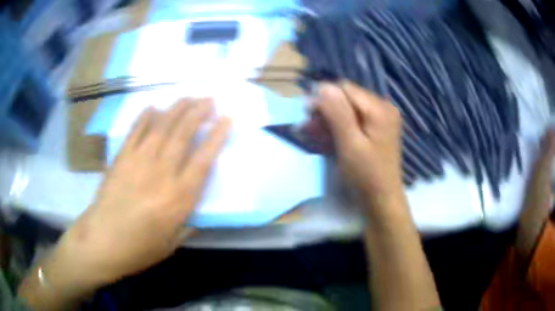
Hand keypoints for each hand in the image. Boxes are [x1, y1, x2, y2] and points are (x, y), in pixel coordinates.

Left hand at [52, 98, 230, 287]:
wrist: (101, 242)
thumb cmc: (138, 249)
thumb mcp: (171, 245)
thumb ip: (187, 226)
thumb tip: (195, 212)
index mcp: (178, 198)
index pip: (203, 159)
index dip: (217, 136)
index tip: (227, 119)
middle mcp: (161, 174)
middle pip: (183, 135)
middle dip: (199, 113)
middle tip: (210, 99)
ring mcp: (138, 162)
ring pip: (161, 127)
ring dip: (177, 109)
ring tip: (189, 97)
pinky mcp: (121, 159)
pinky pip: (135, 132)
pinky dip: (144, 117)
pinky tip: (153, 107)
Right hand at [315, 81, 403, 207]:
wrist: (382, 199)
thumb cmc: (366, 174)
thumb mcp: (350, 143)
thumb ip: (337, 113)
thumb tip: (323, 86)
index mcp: (379, 108)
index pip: (345, 89)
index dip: (324, 98)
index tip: (308, 115)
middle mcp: (382, 108)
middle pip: (347, 99)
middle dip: (325, 111)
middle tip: (307, 127)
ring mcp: (380, 119)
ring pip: (347, 110)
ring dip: (328, 120)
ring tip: (312, 133)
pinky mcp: (375, 129)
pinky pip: (353, 121)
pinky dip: (338, 128)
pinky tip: (325, 137)